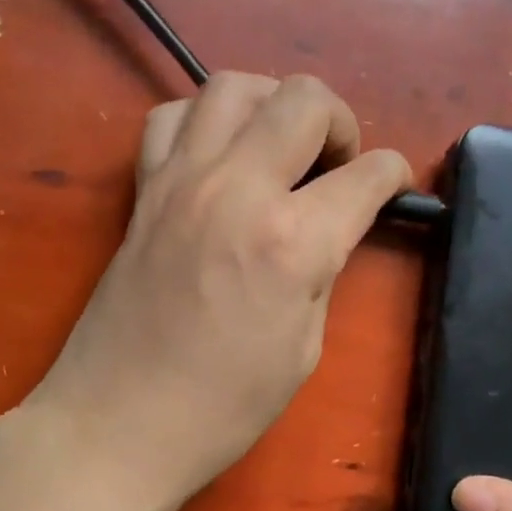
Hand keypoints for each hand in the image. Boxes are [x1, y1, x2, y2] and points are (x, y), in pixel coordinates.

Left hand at [30, 73, 411, 510]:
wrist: (119, 424)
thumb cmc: (223, 408)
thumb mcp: (304, 349)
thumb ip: (323, 273)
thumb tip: (330, 231)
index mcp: (293, 241)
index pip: (367, 174)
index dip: (393, 176)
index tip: (392, 188)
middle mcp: (238, 189)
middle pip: (303, 98)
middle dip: (339, 121)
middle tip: (335, 166)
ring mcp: (181, 181)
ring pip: (233, 86)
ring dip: (271, 104)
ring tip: (278, 147)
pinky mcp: (143, 191)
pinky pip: (172, 118)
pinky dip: (204, 121)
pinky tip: (216, 158)